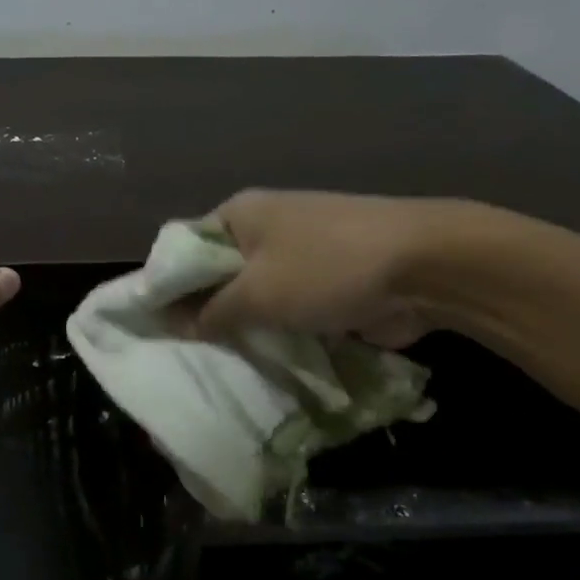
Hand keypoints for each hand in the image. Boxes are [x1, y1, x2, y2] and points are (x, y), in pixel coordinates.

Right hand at [195, 189, 466, 346]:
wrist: (424, 266)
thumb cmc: (325, 268)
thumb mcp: (256, 294)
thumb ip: (210, 312)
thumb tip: (174, 324)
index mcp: (240, 213)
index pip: (185, 248)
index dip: (168, 286)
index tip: (156, 328)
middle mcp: (265, 227)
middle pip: (221, 274)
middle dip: (209, 313)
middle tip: (189, 355)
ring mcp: (301, 253)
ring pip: (258, 296)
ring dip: (248, 328)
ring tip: (223, 366)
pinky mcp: (329, 281)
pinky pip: (290, 310)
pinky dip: (280, 333)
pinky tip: (265, 365)